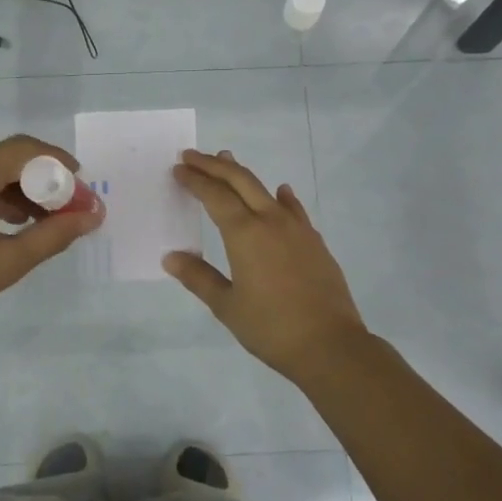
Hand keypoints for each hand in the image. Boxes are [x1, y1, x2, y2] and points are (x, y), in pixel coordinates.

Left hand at [0, 135, 103, 351]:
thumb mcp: (6, 263)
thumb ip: (54, 234)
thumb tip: (93, 215)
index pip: (24, 149)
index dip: (58, 161)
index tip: (79, 184)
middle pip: (3, 157)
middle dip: (38, 179)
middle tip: (63, 209)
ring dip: (13, 187)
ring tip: (37, 220)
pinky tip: (2, 221)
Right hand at [163, 148, 369, 382]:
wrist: (330, 344)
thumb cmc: (271, 327)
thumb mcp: (227, 306)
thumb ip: (199, 278)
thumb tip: (171, 257)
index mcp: (245, 234)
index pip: (215, 196)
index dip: (195, 180)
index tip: (179, 168)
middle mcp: (271, 221)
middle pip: (240, 181)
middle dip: (214, 165)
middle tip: (192, 156)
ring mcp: (297, 229)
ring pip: (266, 189)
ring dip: (243, 174)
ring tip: (228, 161)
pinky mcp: (315, 242)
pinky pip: (293, 209)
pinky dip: (281, 197)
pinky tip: (281, 193)